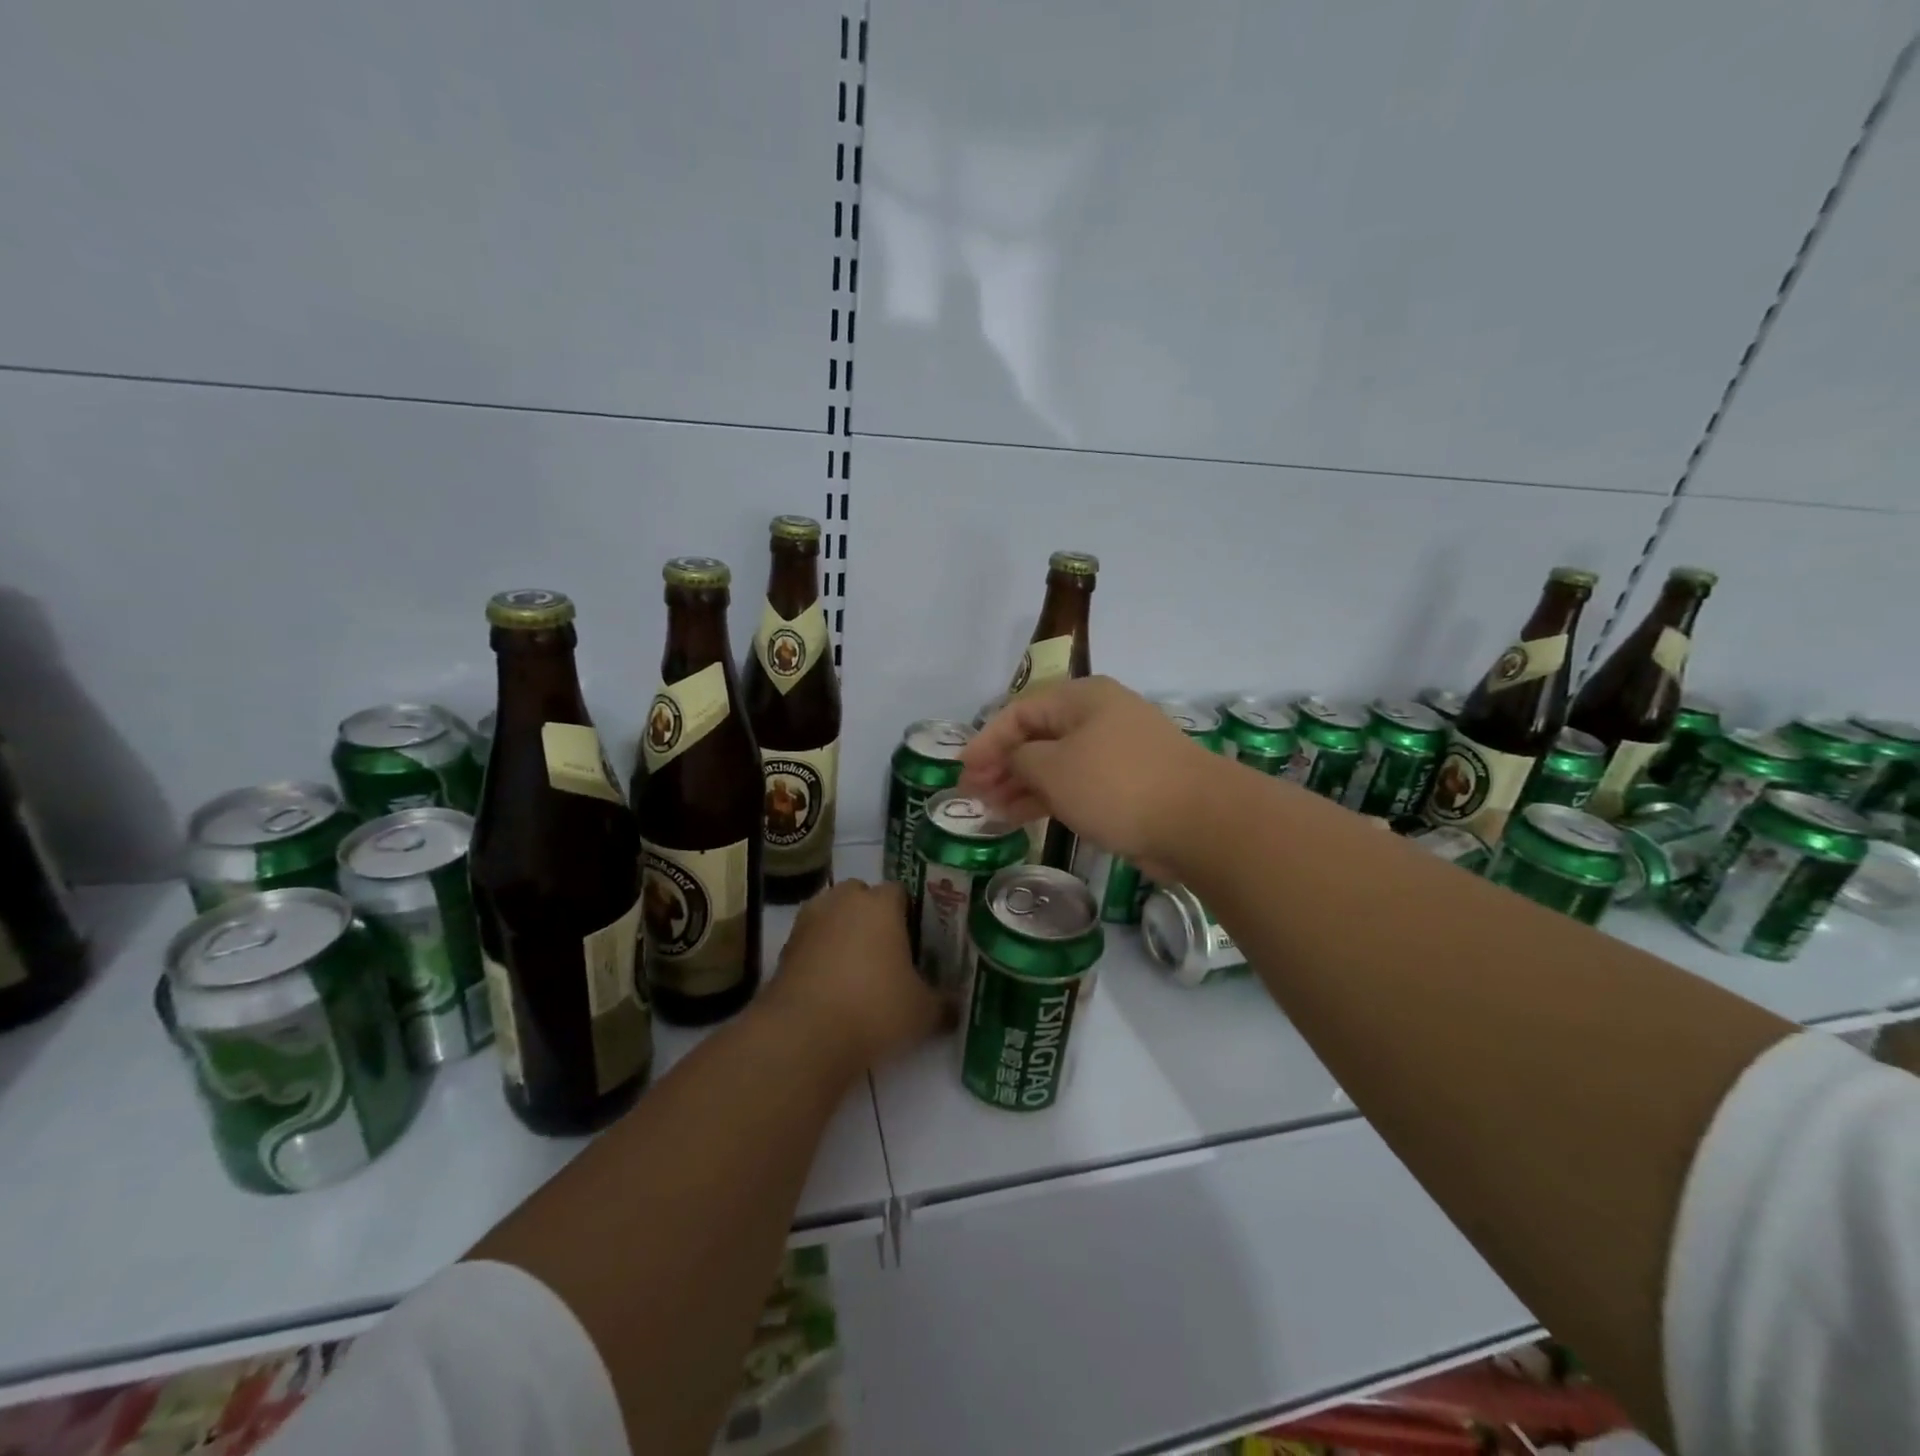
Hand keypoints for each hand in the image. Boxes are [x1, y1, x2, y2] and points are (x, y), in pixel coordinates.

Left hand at [766, 879, 941, 1068]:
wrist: (804, 1036)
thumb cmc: (874, 1009)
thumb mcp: (922, 1012)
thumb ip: (944, 1004)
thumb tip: (958, 1008)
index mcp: (880, 903)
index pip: (900, 892)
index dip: (911, 914)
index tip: (918, 941)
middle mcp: (842, 901)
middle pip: (861, 896)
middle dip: (873, 917)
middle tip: (889, 952)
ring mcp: (808, 922)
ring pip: (832, 916)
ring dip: (843, 933)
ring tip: (858, 970)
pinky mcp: (785, 948)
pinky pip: (811, 941)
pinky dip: (821, 955)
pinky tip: (832, 987)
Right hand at [959, 676, 1211, 880]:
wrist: (1200, 821)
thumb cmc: (1117, 784)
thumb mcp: (1054, 768)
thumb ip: (1021, 759)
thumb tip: (1016, 761)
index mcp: (1081, 698)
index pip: (1019, 712)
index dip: (986, 741)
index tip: (963, 771)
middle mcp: (1099, 717)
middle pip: (1037, 737)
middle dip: (1001, 765)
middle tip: (972, 794)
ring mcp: (1117, 751)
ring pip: (1056, 763)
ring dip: (1021, 785)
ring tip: (990, 811)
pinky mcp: (1129, 784)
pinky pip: (1077, 784)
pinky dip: (1049, 798)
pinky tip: (1022, 817)